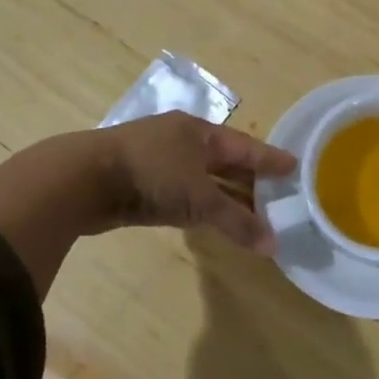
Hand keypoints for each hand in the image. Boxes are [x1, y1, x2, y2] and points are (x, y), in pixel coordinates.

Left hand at [101, 112, 296, 253]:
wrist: (83, 179)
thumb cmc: (151, 175)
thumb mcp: (199, 199)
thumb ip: (237, 222)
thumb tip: (273, 246)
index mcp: (200, 132)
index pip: (246, 146)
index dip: (270, 159)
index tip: (295, 166)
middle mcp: (182, 141)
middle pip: (225, 162)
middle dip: (250, 181)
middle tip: (279, 198)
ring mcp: (159, 160)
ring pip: (203, 179)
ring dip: (226, 197)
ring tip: (253, 215)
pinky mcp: (141, 182)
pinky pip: (183, 193)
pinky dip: (202, 206)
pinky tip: (212, 219)